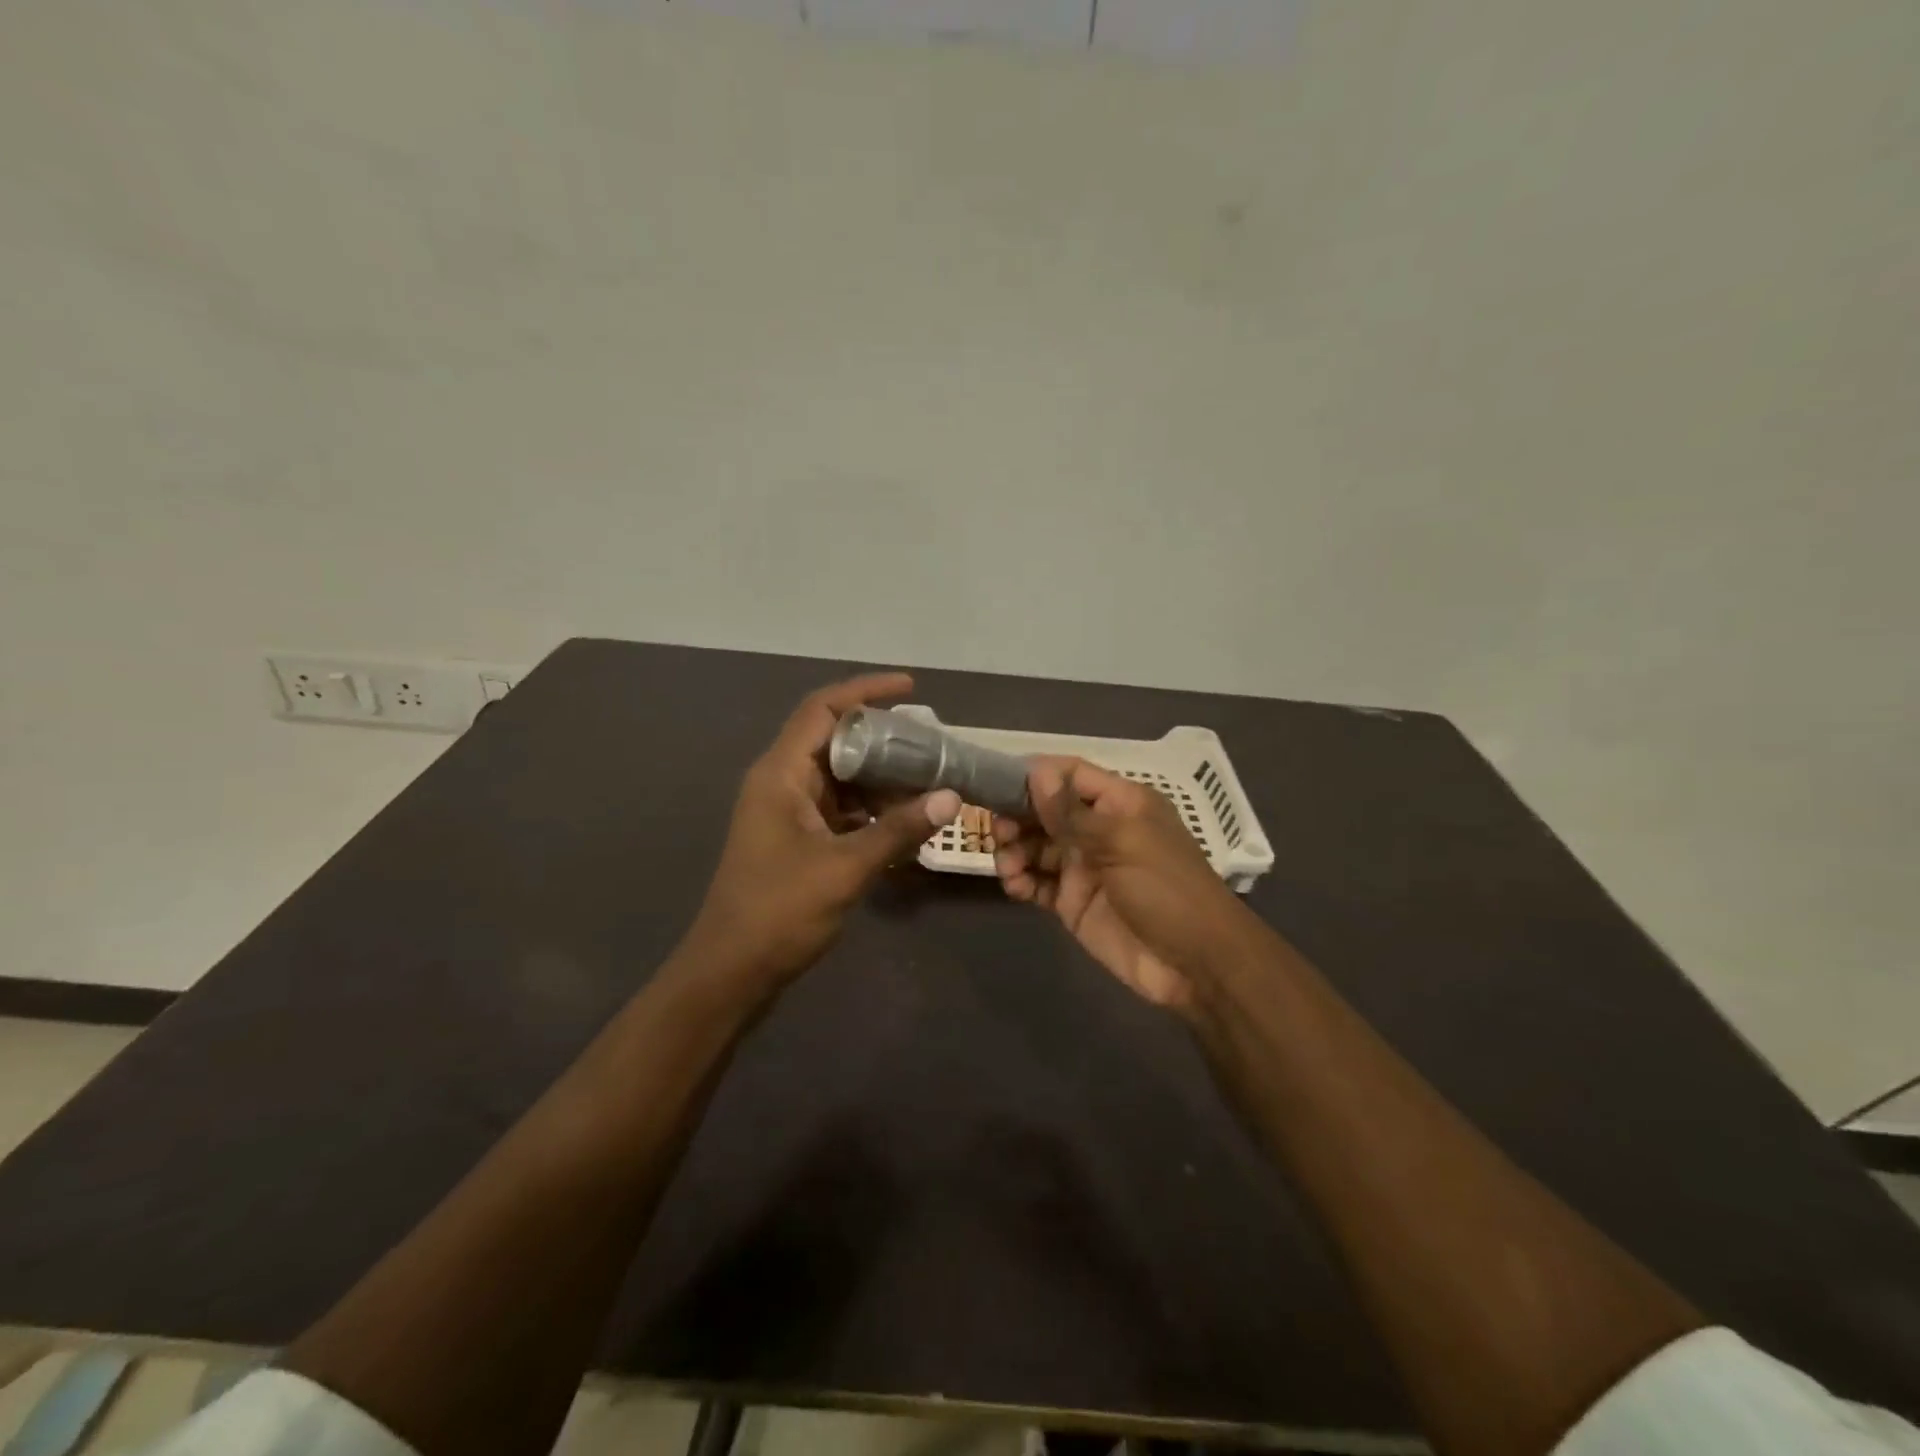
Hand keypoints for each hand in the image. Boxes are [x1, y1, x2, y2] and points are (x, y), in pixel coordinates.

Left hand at [688, 673, 961, 986]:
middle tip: (932, 745)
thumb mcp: (845, 868)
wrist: (731, 971)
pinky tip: (905, 822)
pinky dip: (871, 810)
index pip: (823, 710)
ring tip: (929, 782)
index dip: (865, 691)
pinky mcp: (797, 839)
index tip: (910, 687)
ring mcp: (788, 812)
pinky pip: (841, 809)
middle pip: (836, 740)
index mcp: (781, 773)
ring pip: (842, 777)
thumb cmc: (778, 912)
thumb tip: (951, 796)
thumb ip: (898, 830)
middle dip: (884, 739)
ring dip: (882, 778)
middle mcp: (782, 782)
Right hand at [993, 757, 1248, 1012]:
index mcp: (1119, 804)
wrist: (1195, 965)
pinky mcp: (1072, 903)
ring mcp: (1083, 867)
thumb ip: (1074, 813)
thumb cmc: (1166, 890)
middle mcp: (1097, 830)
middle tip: (996, 832)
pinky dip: (1021, 882)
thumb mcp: (1122, 843)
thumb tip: (1037, 772)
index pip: (1070, 774)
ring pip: (1035, 847)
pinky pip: (1037, 883)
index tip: (997, 783)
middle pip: (1045, 810)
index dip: (1036, 775)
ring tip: (1007, 866)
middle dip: (1017, 816)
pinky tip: (1015, 887)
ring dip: (1014, 850)